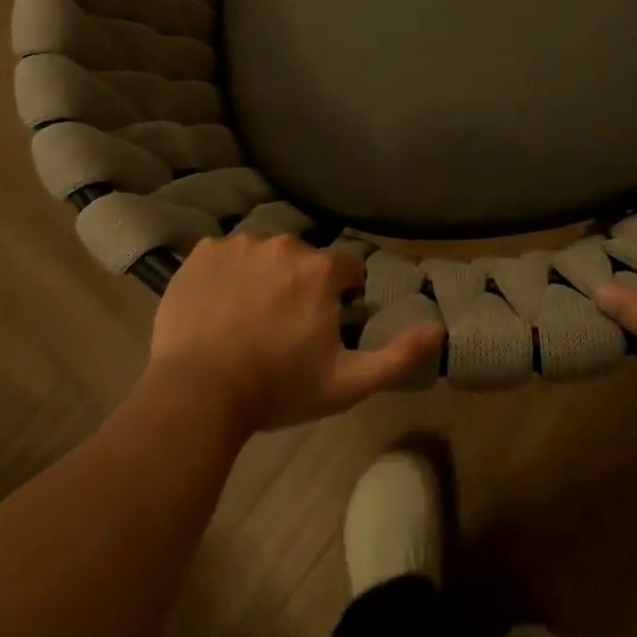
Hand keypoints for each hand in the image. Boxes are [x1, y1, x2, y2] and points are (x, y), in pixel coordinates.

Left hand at [147, 233, 442, 434]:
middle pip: (303, 258)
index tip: (324, 324)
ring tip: (247, 318)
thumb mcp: (345, 383)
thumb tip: (438, 328)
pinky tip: (217, 307)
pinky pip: (224, 255)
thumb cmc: (277, 388)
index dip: (340, 295)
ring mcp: (239, 245)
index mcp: (320, 270)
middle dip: (300, 285)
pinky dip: (225, 274)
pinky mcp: (202, 252)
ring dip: (263, 277)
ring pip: (263, 254)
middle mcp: (284, 243)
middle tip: (283, 327)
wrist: (198, 393)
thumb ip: (396, 356)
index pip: (345, 268)